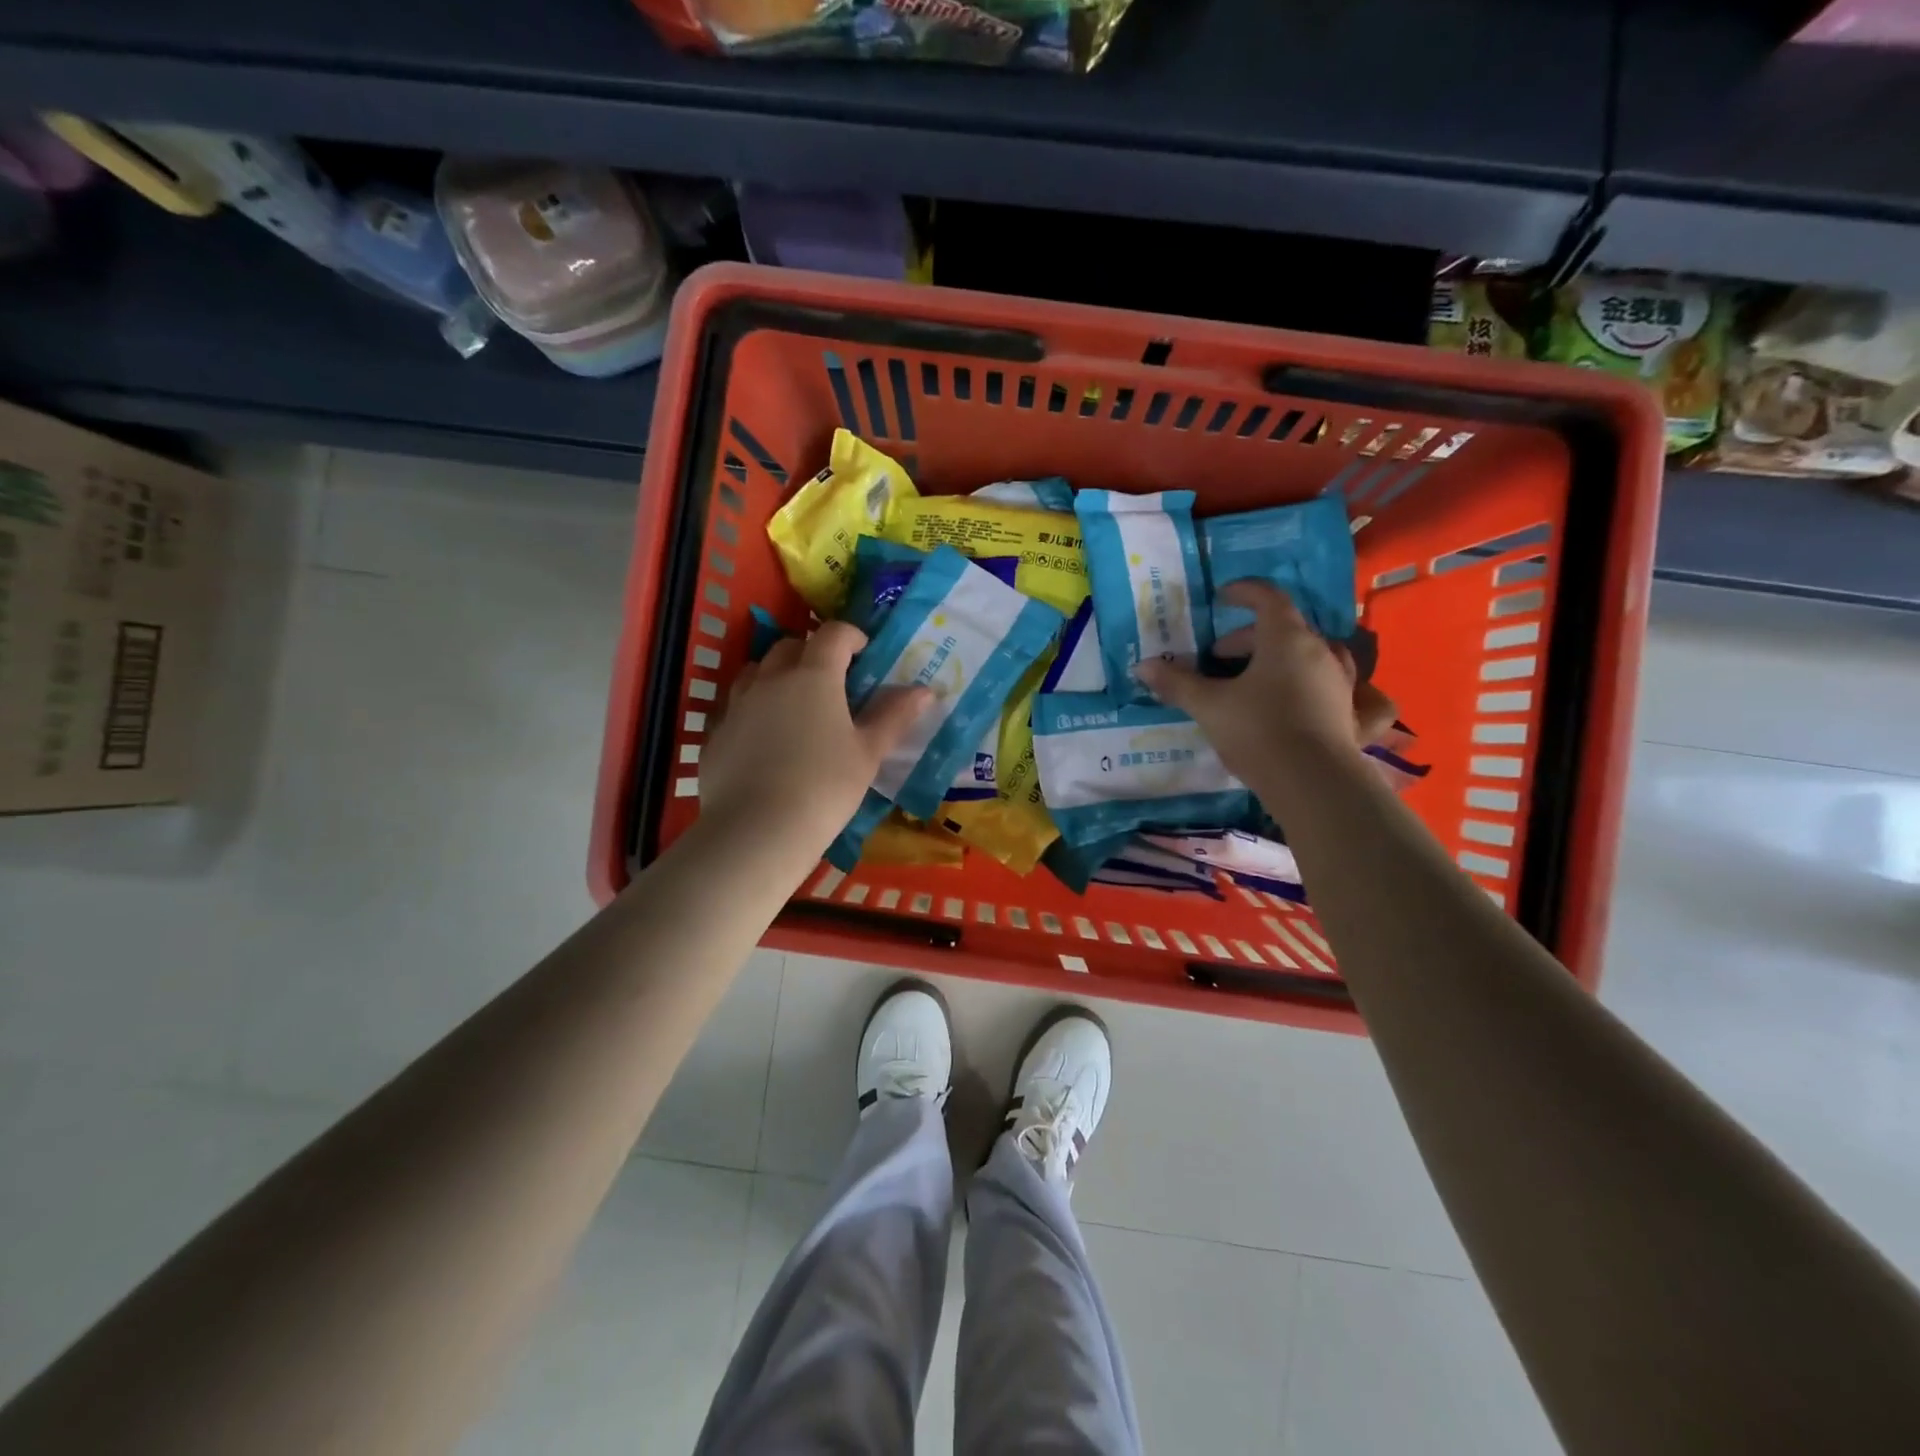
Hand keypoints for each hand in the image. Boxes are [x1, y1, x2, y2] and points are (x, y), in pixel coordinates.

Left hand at [699, 621, 931, 861]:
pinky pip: (736, 706)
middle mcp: (771, 678)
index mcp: (813, 675)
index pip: (833, 635)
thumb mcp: (868, 753)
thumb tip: (924, 690)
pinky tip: (764, 740)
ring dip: (778, 675)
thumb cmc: (825, 787)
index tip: (864, 653)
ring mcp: (737, 704)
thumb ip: (894, 716)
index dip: (851, 636)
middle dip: (812, 653)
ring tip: (794, 704)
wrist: (757, 830)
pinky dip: (753, 709)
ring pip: (756, 672)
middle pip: (790, 646)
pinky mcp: (715, 733)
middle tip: (831, 680)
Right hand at [1134, 581, 1391, 786]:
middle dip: (1250, 638)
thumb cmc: (1256, 731)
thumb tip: (1142, 666)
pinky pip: (1357, 694)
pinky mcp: (1355, 716)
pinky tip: (1340, 697)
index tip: (1222, 598)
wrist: (1310, 783)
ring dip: (1288, 658)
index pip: (1268, 599)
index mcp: (1286, 639)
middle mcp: (1321, 652)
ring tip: (1264, 677)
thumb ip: (1177, 683)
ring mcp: (1343, 683)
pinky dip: (1345, 690)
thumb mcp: (1208, 706)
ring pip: (1317, 656)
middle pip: (1286, 629)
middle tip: (1220, 659)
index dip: (1244, 593)